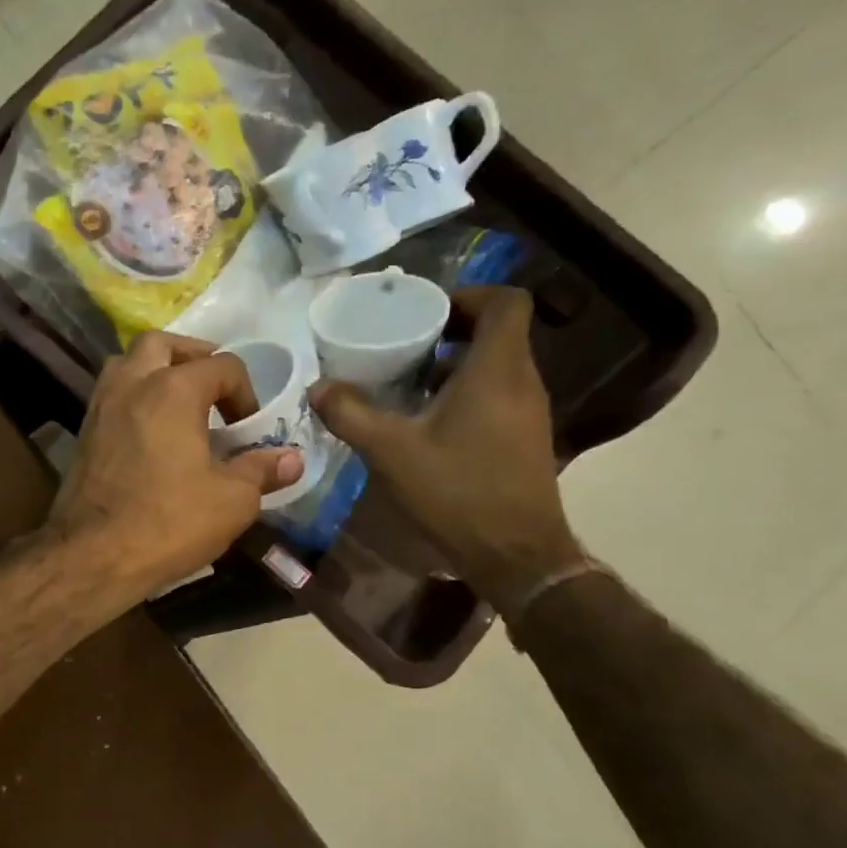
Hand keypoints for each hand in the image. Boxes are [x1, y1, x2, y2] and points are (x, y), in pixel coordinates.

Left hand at [48, 331, 303, 599]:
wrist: (93, 556)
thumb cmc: (168, 522)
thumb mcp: (232, 500)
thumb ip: (262, 470)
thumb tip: (292, 459)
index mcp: (172, 389)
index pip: (222, 366)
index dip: (246, 393)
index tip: (249, 431)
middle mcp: (131, 384)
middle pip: (162, 344)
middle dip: (193, 358)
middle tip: (212, 389)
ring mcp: (100, 407)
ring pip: (126, 364)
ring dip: (155, 371)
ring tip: (178, 404)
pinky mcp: (83, 433)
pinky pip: (111, 396)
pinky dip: (133, 399)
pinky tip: (150, 433)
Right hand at [311, 287, 585, 616]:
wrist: (514, 553)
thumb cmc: (456, 490)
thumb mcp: (390, 451)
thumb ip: (350, 414)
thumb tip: (318, 387)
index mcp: (497, 370)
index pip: (505, 302)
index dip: (467, 295)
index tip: (424, 310)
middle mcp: (522, 382)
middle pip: (497, 332)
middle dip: (449, 330)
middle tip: (401, 343)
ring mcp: (528, 412)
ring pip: (495, 366)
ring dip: (453, 364)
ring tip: (404, 381)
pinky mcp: (523, 438)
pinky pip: (495, 395)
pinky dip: (462, 392)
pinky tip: (424, 421)